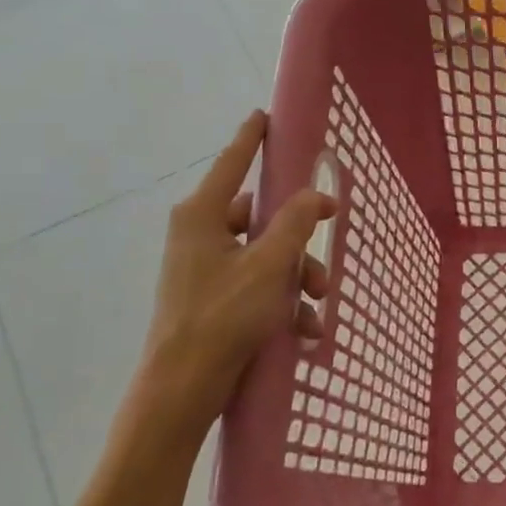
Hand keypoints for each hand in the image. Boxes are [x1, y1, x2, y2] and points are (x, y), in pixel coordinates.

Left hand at [129, 112, 333, 446]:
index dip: (252, 138)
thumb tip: (317, 196)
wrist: (183, 389)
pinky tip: (305, 329)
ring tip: (315, 307)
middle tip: (322, 266)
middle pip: (262, 218)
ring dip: (297, 278)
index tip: (263, 116)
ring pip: (266, 255)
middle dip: (299, 243)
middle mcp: (200, 234)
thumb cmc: (222, 316)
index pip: (233, 162)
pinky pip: (258, 285)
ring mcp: (205, 267)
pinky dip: (282, 302)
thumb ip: (295, 223)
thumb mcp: (268, 265)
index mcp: (203, 215)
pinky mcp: (213, 298)